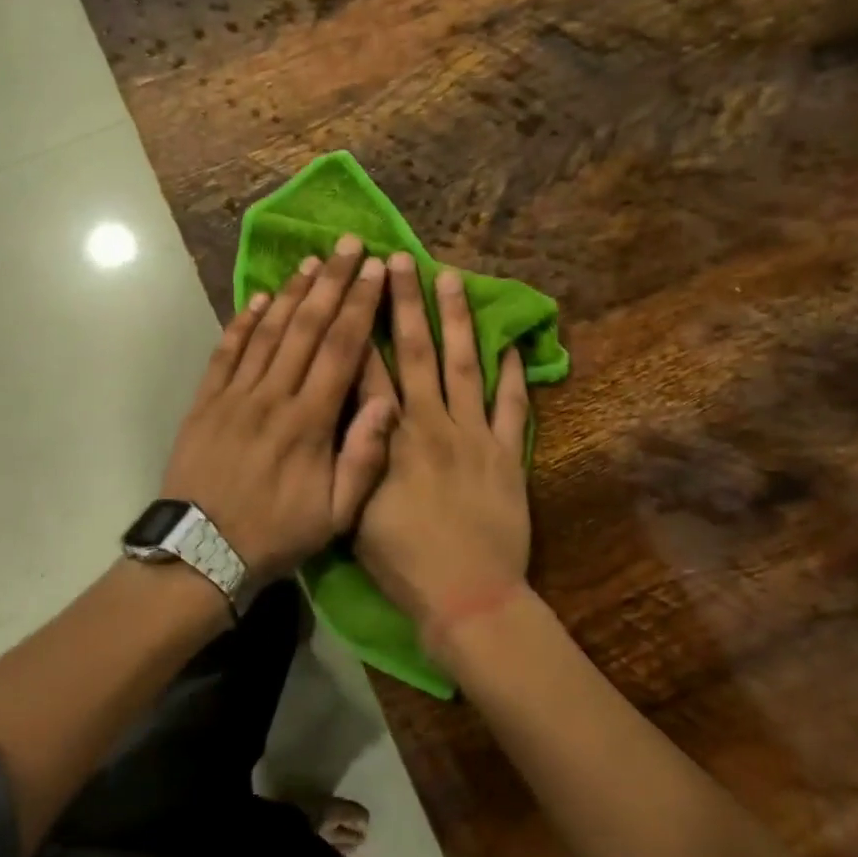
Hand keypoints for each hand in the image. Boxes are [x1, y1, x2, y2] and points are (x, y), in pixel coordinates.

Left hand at [160, 235, 397, 587]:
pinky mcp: (205, 402)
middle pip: (306, 328)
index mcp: (309, 422)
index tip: (375, 271)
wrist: (201, 553)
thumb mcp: (336, 515)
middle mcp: (273, 397)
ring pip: (267, 333)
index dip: (360, 306)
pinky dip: (242, 323)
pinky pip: (226, 353)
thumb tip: (387, 401)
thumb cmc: (276, 535)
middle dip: (331, 283)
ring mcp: (235, 396)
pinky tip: (257, 299)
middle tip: (348, 245)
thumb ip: (364, 457)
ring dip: (290, 294)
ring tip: (310, 262)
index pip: (341, 350)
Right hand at [354, 254, 533, 639]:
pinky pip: (512, 407)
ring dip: (457, 320)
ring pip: (464, 366)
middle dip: (405, 302)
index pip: (369, 369)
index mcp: (390, 439)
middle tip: (400, 260)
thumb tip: (345, 410)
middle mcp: (431, 424)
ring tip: (452, 278)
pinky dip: (512, 374)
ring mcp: (475, 436)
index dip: (360, 323)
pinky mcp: (508, 455)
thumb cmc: (402, 561)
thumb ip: (352, 456)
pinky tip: (510, 343)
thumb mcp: (354, 512)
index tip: (355, 285)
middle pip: (415, 352)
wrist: (467, 596)